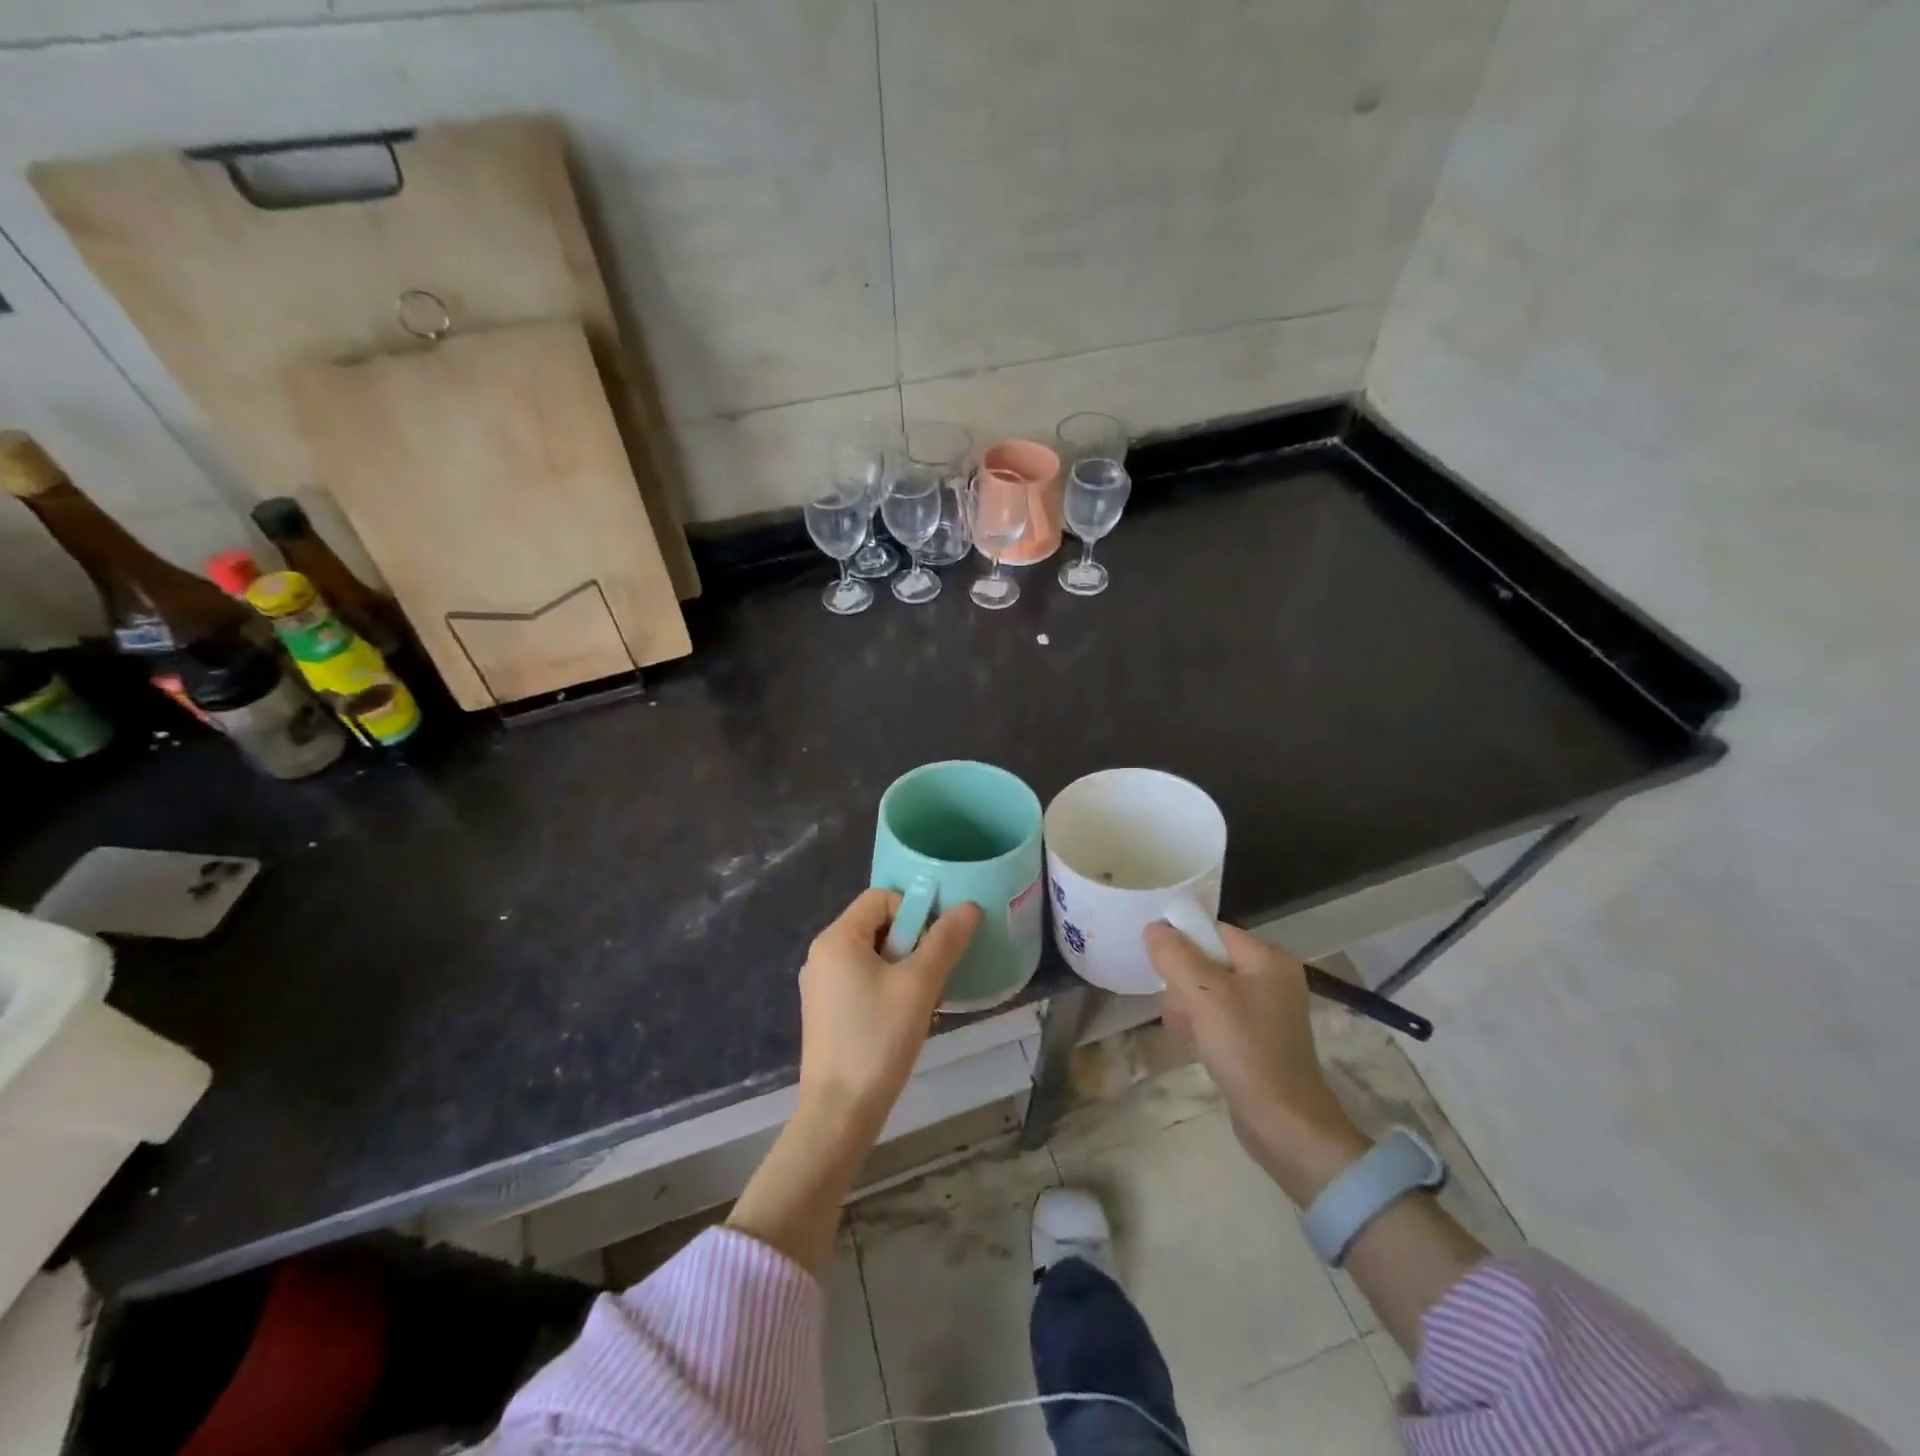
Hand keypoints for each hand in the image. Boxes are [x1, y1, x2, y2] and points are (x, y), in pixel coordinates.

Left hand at [797, 888, 980, 1133]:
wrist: (839, 1112)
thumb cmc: (878, 1038)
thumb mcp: (920, 984)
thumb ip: (945, 940)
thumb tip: (969, 906)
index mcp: (836, 938)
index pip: (881, 897)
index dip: (914, 912)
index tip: (933, 947)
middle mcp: (821, 954)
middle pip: (877, 925)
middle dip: (911, 944)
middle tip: (931, 978)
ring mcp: (820, 985)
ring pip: (873, 956)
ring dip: (903, 969)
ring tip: (922, 1002)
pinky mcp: (825, 1012)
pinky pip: (861, 981)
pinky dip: (887, 989)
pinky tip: (903, 1020)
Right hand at [1145, 921, 1366, 1203]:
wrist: (1286, 1127)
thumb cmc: (1248, 1052)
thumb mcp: (1205, 998)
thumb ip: (1176, 957)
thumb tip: (1154, 928)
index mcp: (1268, 958)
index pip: (1210, 931)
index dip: (1181, 945)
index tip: (1162, 971)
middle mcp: (1270, 976)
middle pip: (1205, 959)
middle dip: (1183, 983)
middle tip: (1182, 1011)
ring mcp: (1265, 1008)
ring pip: (1205, 989)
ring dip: (1187, 1008)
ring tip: (1188, 1033)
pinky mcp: (1257, 1036)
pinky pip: (1216, 1015)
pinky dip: (1201, 1026)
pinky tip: (1195, 1045)